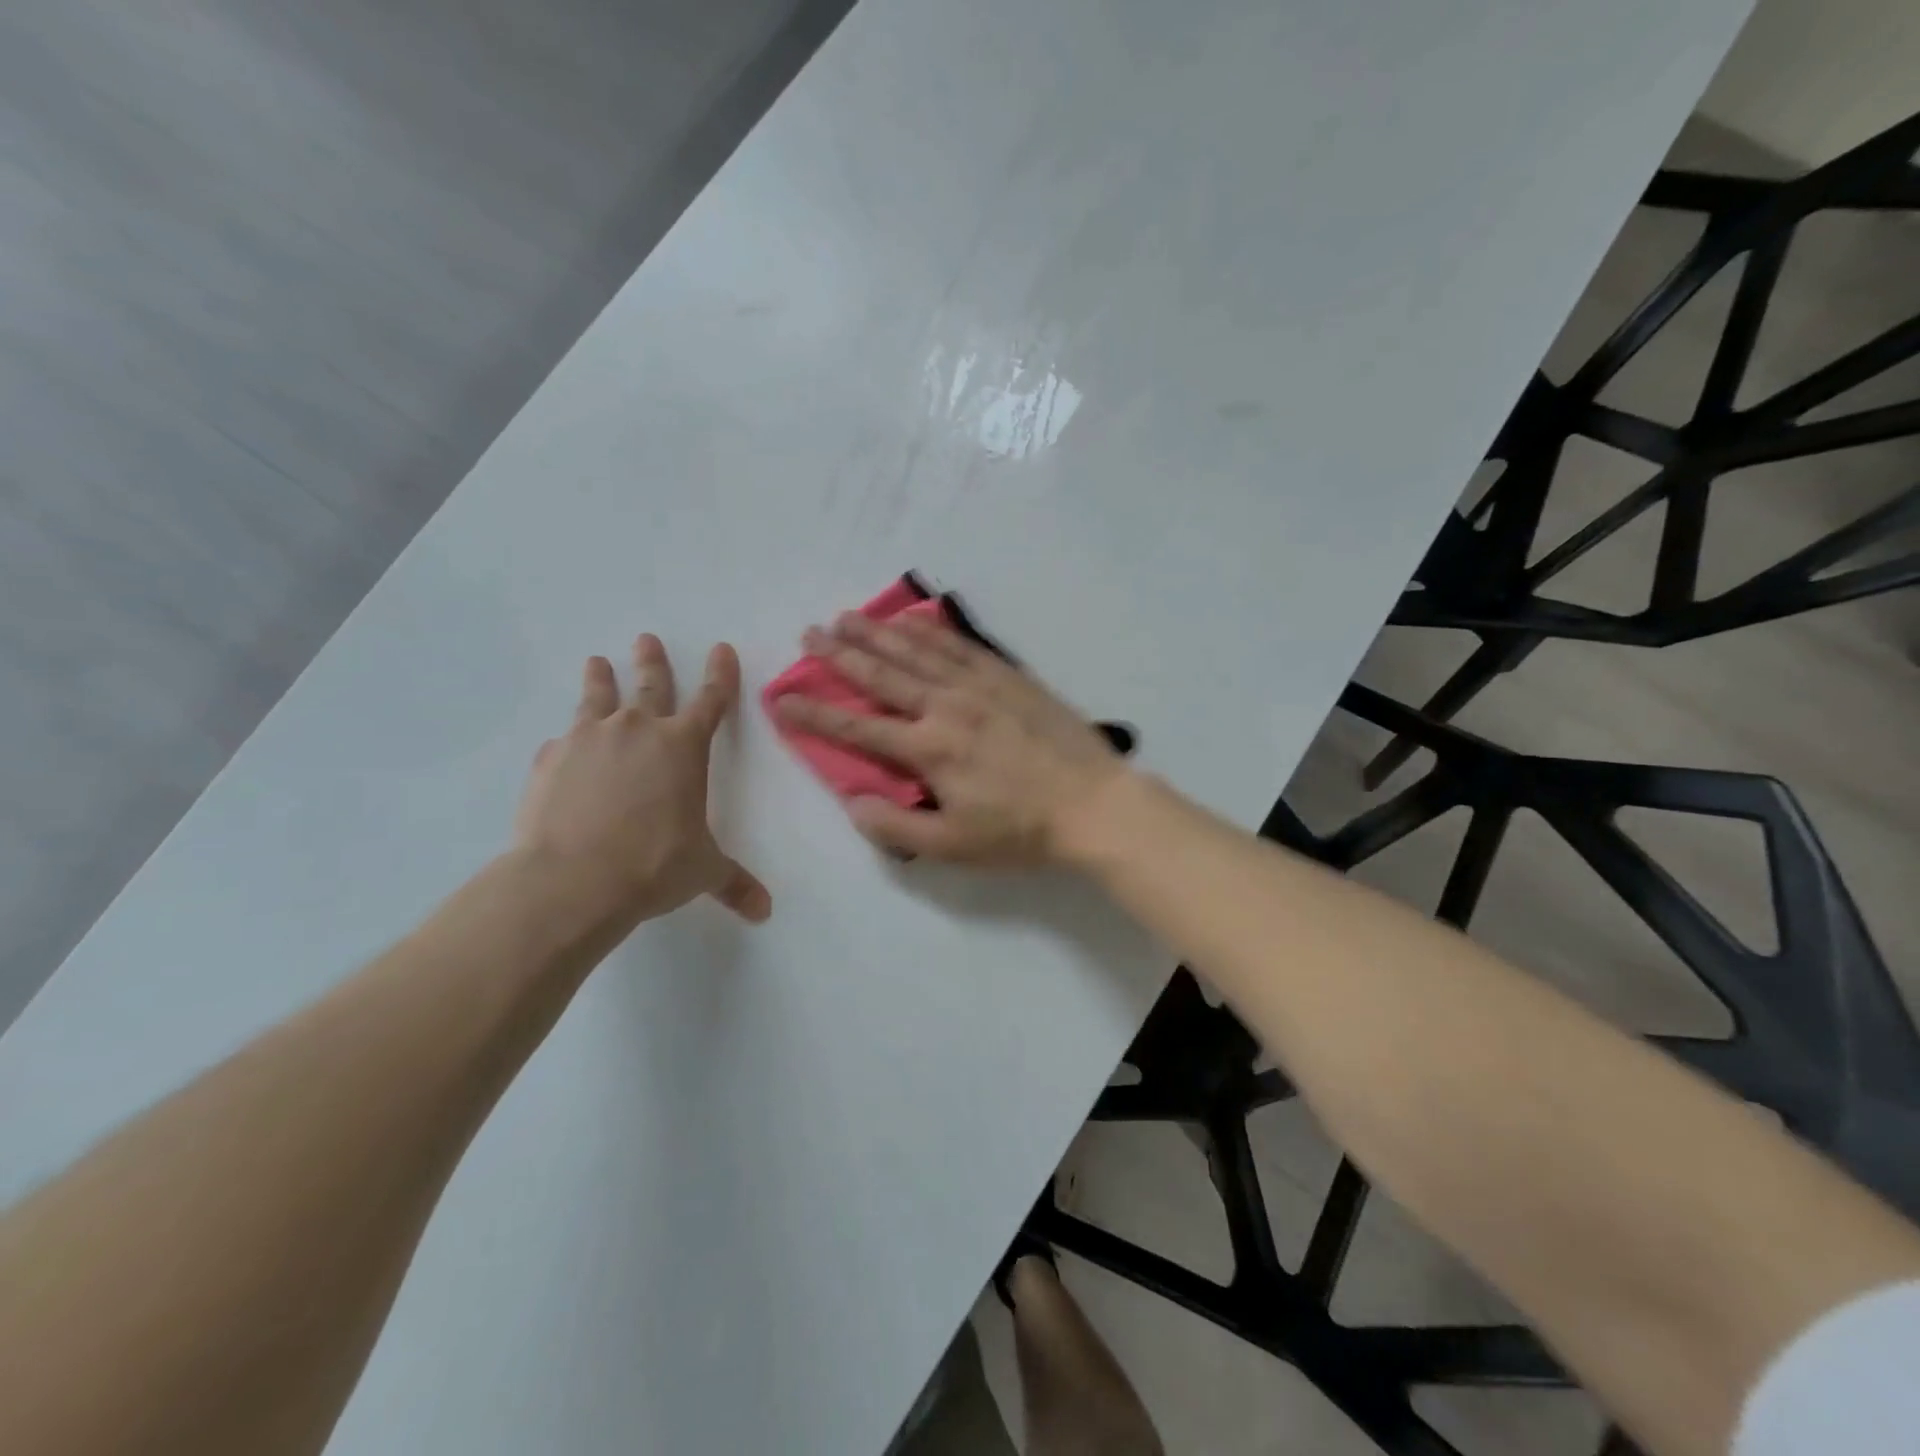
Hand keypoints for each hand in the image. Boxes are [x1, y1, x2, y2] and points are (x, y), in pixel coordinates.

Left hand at [514, 634, 771, 933]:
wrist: (572, 879)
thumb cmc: (653, 866)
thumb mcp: (702, 872)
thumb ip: (734, 883)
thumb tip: (764, 911)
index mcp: (683, 747)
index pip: (711, 700)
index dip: (720, 675)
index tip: (721, 649)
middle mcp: (638, 730)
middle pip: (650, 684)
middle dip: (653, 661)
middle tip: (646, 639)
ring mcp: (589, 739)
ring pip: (597, 697)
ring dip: (600, 678)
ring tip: (597, 662)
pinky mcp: (551, 759)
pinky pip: (563, 742)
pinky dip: (568, 741)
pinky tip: (563, 747)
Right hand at [773, 612, 1128, 863]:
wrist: (1094, 804)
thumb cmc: (1021, 831)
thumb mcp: (954, 846)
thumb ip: (897, 826)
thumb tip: (852, 802)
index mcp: (930, 749)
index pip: (858, 728)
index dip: (815, 713)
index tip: (781, 698)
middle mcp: (947, 706)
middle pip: (883, 675)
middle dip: (840, 655)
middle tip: (809, 634)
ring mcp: (980, 685)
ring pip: (917, 651)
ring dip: (878, 634)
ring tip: (847, 618)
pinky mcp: (1008, 676)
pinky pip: (960, 645)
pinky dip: (931, 630)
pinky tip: (913, 620)